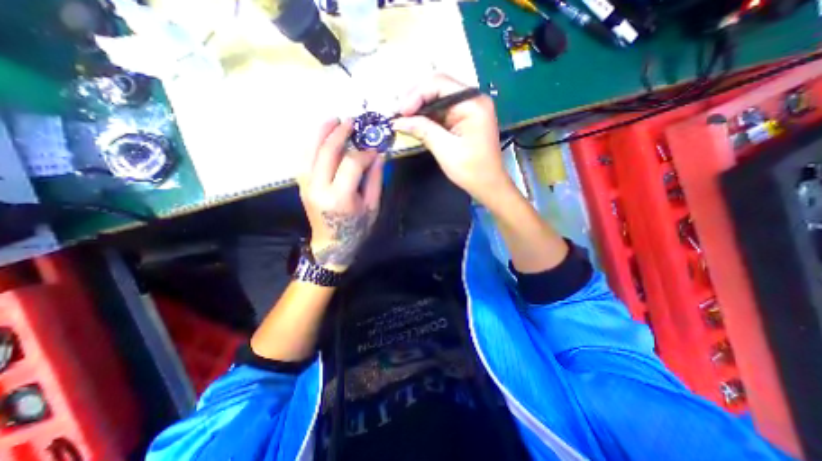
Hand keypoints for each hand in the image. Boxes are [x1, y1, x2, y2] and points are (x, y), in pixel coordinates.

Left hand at [295, 117, 385, 273]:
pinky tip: (320, 137)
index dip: (364, 153)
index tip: (374, 149)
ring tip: (333, 120)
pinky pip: (303, 159)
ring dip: (320, 133)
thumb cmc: (356, 229)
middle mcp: (319, 188)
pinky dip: (311, 144)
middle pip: (327, 152)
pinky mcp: (302, 186)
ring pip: (309, 151)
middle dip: (340, 133)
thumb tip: (379, 155)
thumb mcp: (372, 207)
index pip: (351, 163)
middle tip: (351, 122)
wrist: (332, 245)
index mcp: (340, 197)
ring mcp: (307, 186)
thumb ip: (375, 180)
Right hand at [393, 74, 511, 203]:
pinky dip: (428, 116)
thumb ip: (423, 130)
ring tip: (402, 119)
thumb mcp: (445, 149)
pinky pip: (442, 111)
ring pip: (438, 99)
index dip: (415, 95)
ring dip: (419, 108)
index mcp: (473, 103)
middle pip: (438, 88)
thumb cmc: (471, 170)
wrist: (488, 185)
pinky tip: (415, 123)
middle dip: (415, 99)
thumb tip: (399, 121)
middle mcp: (473, 99)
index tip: (400, 113)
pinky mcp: (465, 118)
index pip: (439, 84)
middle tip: (398, 115)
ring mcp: (469, 108)